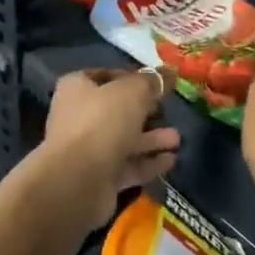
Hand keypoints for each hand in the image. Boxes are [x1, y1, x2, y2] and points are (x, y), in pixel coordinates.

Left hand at [37, 68, 181, 227]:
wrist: (78, 182)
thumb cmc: (102, 122)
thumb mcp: (132, 92)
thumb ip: (151, 82)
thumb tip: (167, 73)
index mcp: (77, 88)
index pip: (106, 76)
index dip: (132, 77)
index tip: (157, 83)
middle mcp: (78, 117)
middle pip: (117, 110)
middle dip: (146, 111)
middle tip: (169, 111)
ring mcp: (88, 149)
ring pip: (125, 139)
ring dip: (152, 139)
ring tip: (177, 139)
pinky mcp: (99, 178)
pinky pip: (128, 166)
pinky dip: (148, 162)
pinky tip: (171, 160)